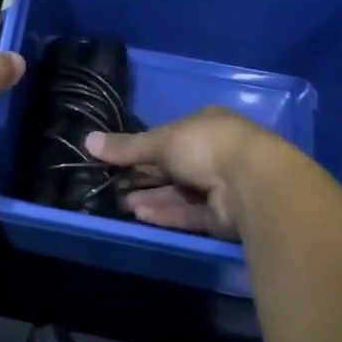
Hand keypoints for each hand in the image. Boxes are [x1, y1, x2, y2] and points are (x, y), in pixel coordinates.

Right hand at [85, 107, 289, 239]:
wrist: (253, 182)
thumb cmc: (205, 146)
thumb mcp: (160, 141)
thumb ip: (126, 146)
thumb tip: (88, 141)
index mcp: (205, 125)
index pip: (167, 137)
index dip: (141, 149)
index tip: (116, 160)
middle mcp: (214, 153)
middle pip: (172, 167)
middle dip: (143, 177)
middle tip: (112, 186)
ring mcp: (222, 185)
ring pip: (180, 192)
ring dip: (152, 198)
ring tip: (120, 204)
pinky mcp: (225, 215)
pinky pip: (190, 213)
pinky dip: (167, 213)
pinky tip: (141, 216)